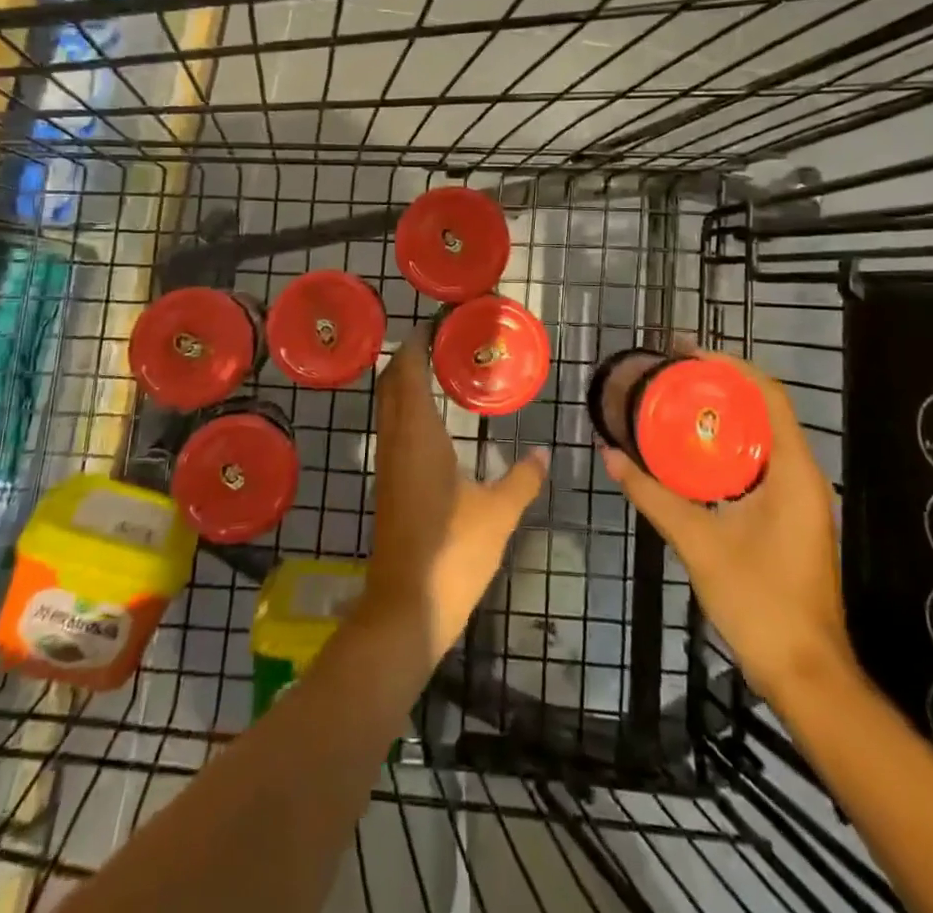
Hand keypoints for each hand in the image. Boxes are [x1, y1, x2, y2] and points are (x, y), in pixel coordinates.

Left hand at [359, 327, 549, 664]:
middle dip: (410, 356)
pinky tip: (436, 420)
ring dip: (407, 382)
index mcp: (418, 435)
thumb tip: (544, 453)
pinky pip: (394, 429)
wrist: (406, 610)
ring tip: (443, 368)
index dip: (417, 343)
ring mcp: (389, 464)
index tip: (439, 323)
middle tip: (445, 340)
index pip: (407, 372)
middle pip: (391, 383)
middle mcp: (396, 441)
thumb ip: (523, 478)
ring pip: (389, 406)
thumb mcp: (499, 513)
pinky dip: (408, 409)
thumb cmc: (453, 553)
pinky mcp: (390, 485)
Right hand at [600, 347, 852, 712]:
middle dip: (720, 388)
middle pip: (765, 410)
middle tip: (672, 376)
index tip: (687, 354)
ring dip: (723, 419)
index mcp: (792, 471)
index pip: (767, 395)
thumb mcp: (698, 542)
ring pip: (762, 439)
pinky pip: (759, 465)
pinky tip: (692, 456)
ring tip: (676, 405)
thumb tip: (610, 456)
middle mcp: (802, 475)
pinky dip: (727, 450)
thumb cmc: (759, 601)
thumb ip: (653, 496)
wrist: (806, 675)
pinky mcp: (790, 518)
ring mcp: (799, 499)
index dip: (729, 367)